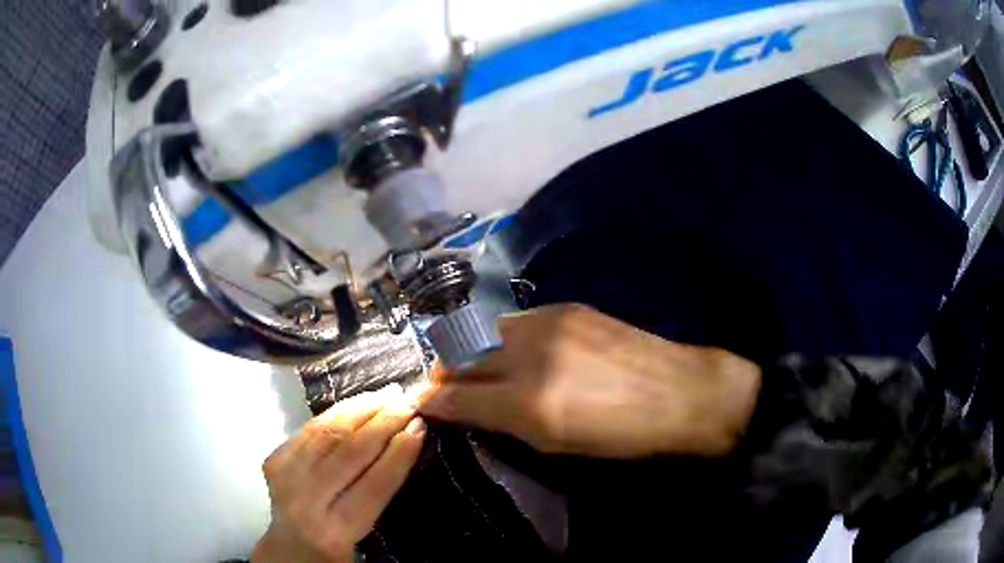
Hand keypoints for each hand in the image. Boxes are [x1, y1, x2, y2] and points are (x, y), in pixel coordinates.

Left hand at [253, 385, 425, 562]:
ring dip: (361, 408)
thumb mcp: (364, 530)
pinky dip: (337, 412)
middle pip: (348, 454)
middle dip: (383, 422)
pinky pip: (309, 428)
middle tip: (409, 399)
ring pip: (327, 433)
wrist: (289, 546)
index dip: (398, 454)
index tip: (419, 426)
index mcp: (335, 532)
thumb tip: (407, 438)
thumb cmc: (337, 544)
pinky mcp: (274, 459)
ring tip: (388, 393)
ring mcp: (285, 477)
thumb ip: (379, 491)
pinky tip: (358, 401)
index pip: (373, 487)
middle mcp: (305, 502)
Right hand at [421, 304, 760, 458]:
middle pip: (461, 355)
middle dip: (443, 372)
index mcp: (530, 403)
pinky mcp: (565, 306)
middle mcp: (531, 354)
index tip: (419, 402)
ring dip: (468, 351)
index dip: (431, 401)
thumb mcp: (556, 444)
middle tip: (442, 387)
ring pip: (483, 331)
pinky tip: (513, 352)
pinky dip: (500, 338)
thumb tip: (460, 409)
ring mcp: (548, 322)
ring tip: (474, 368)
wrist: (680, 391)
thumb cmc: (622, 436)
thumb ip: (501, 422)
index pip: (457, 397)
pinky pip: (513, 321)